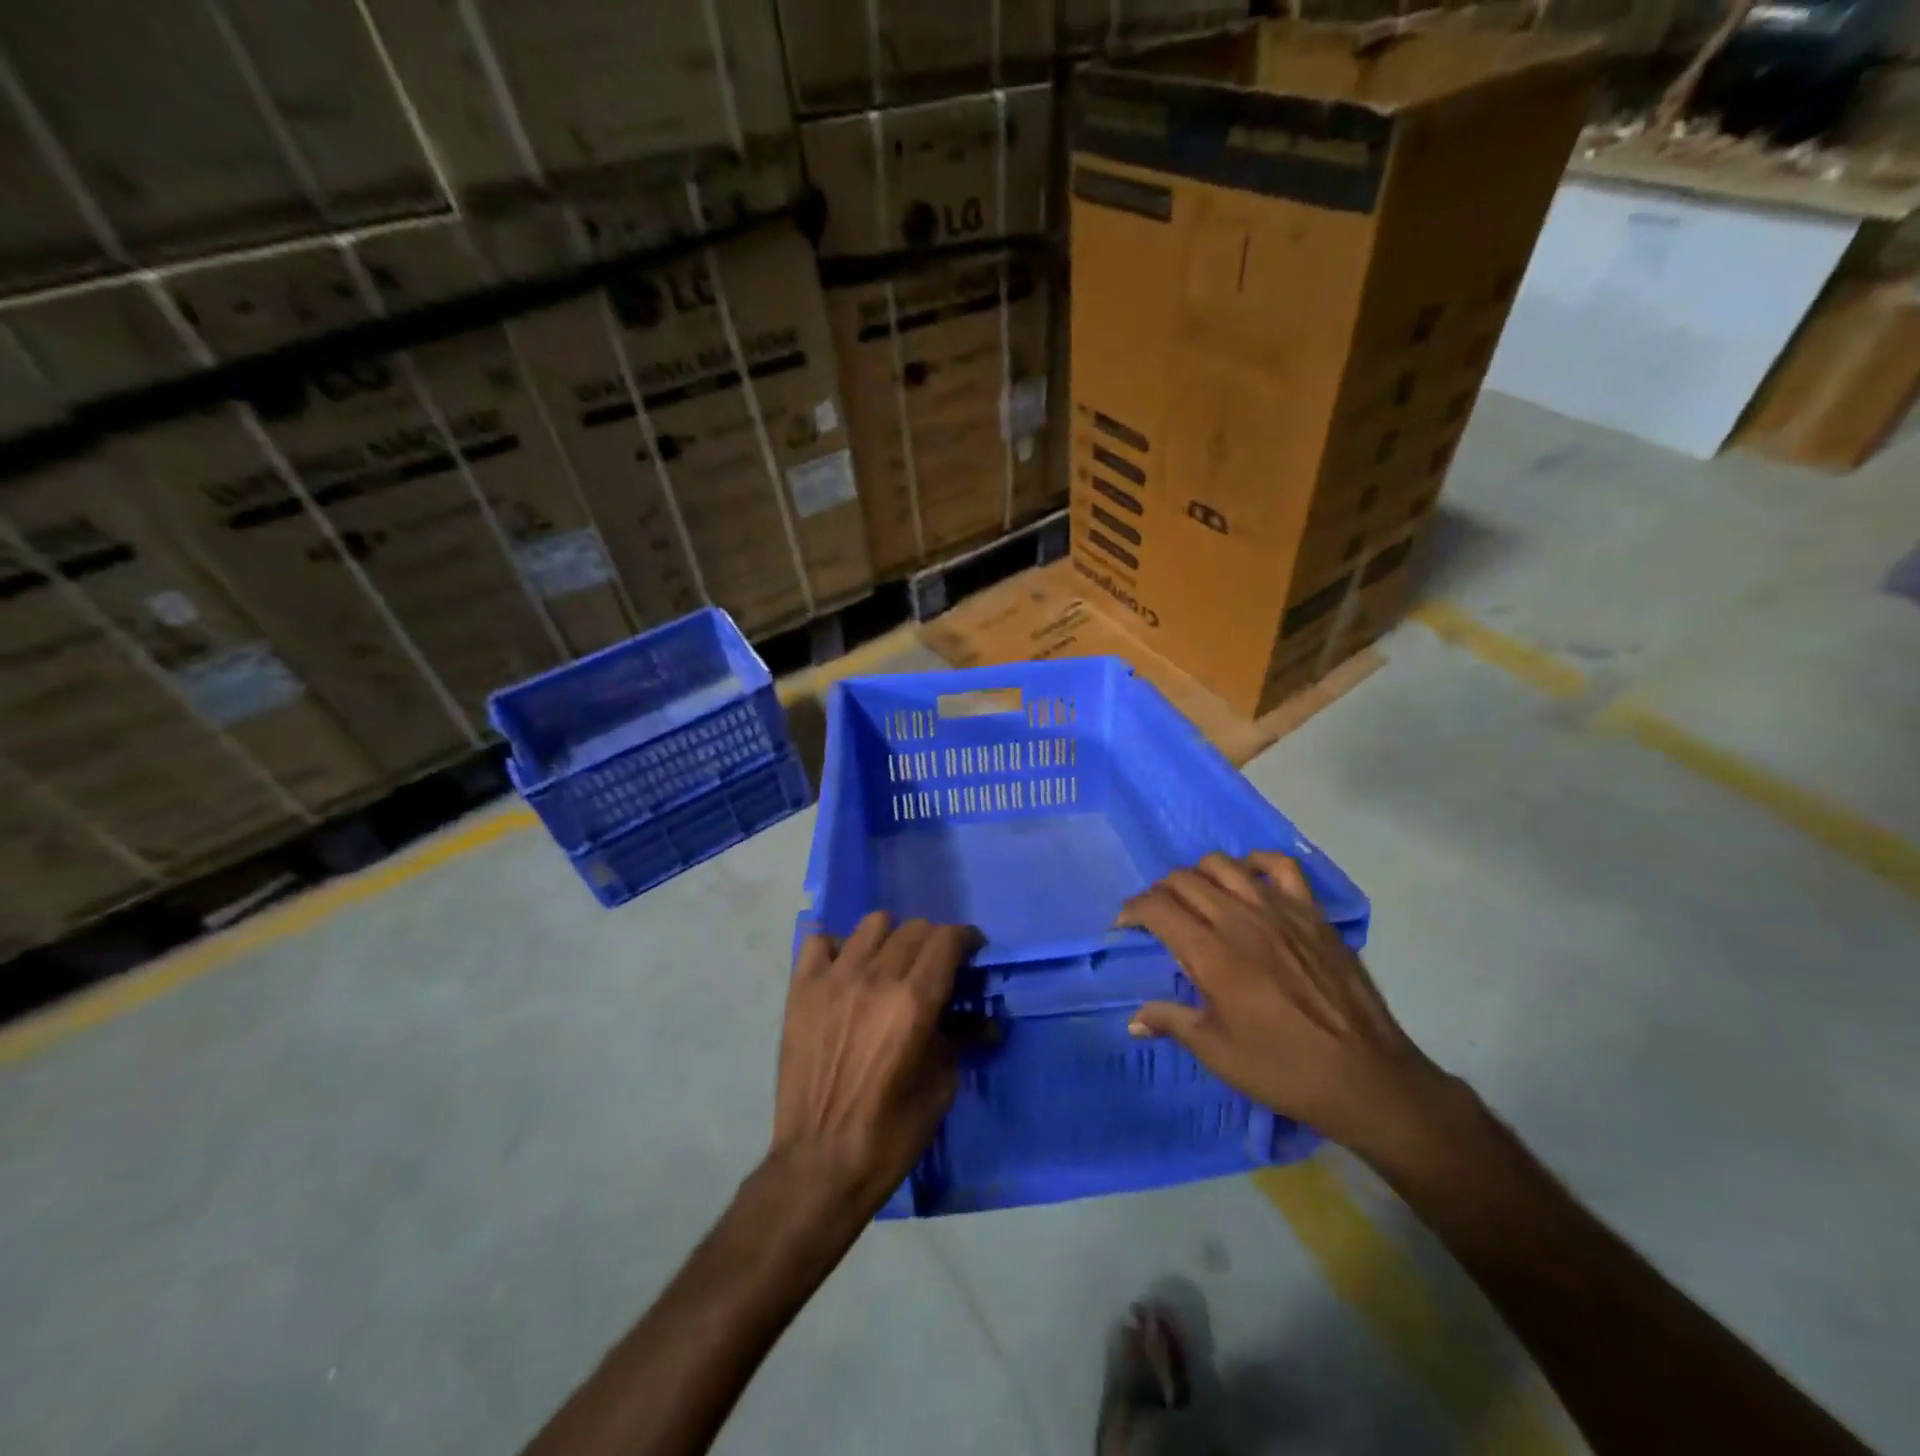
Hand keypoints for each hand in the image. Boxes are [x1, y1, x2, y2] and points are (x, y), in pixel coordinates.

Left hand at [769, 912, 979, 1216]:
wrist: (821, 1163)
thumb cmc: (891, 1133)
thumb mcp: (941, 1086)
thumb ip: (960, 1039)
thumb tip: (984, 1021)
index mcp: (914, 1002)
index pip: (947, 939)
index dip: (966, 939)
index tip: (971, 953)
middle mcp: (875, 978)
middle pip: (914, 928)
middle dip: (934, 942)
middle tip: (935, 968)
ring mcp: (834, 979)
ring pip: (872, 924)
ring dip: (891, 938)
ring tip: (890, 965)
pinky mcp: (801, 989)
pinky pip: (820, 942)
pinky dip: (838, 948)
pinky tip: (845, 972)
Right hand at [1119, 852, 1449, 1156]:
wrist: (1366, 1078)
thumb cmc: (1283, 1069)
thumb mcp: (1217, 1053)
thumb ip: (1171, 1023)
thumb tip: (1134, 1020)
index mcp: (1211, 954)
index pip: (1157, 907)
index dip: (1132, 910)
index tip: (1125, 925)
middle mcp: (1240, 920)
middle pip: (1183, 880)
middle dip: (1159, 892)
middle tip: (1158, 917)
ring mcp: (1279, 910)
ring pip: (1222, 865)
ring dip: (1198, 875)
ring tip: (1197, 898)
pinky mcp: (1311, 913)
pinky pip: (1279, 866)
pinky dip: (1254, 863)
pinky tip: (1246, 879)